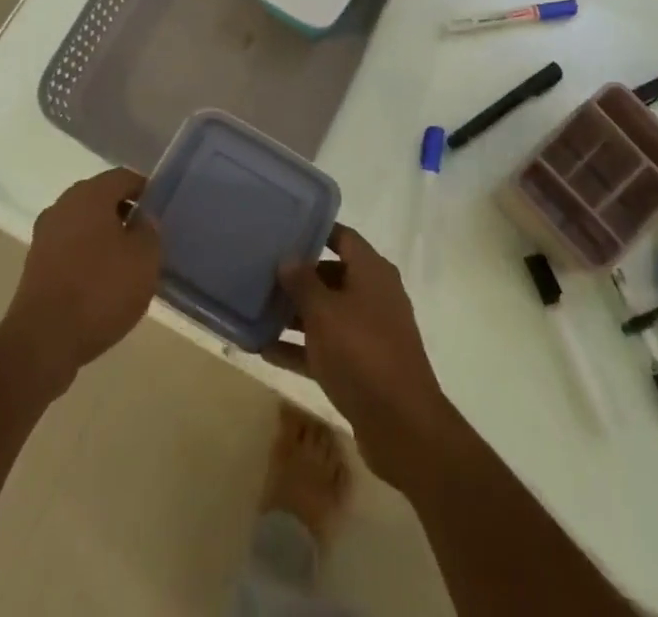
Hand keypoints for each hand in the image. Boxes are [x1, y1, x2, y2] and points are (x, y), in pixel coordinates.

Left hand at [0, 168, 161, 396]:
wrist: (43, 341)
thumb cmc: (101, 289)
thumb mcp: (144, 258)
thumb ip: (149, 230)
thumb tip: (141, 220)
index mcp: (90, 194)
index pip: (123, 177)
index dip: (145, 190)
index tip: (159, 211)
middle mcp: (63, 205)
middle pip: (100, 198)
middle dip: (123, 213)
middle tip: (145, 238)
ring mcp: (44, 235)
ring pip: (83, 224)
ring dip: (104, 236)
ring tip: (125, 264)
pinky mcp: (34, 265)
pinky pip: (69, 249)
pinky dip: (86, 257)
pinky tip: (100, 283)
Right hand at [267, 225, 457, 484]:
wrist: (402, 425)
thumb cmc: (362, 352)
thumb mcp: (324, 312)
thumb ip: (302, 282)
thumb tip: (288, 257)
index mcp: (372, 271)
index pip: (343, 237)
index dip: (315, 232)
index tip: (282, 230)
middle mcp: (373, 295)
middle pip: (332, 275)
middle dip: (298, 276)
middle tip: (261, 272)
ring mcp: (369, 333)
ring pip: (326, 314)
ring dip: (294, 315)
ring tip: (255, 311)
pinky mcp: (362, 367)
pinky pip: (325, 348)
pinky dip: (299, 348)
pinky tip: (264, 351)